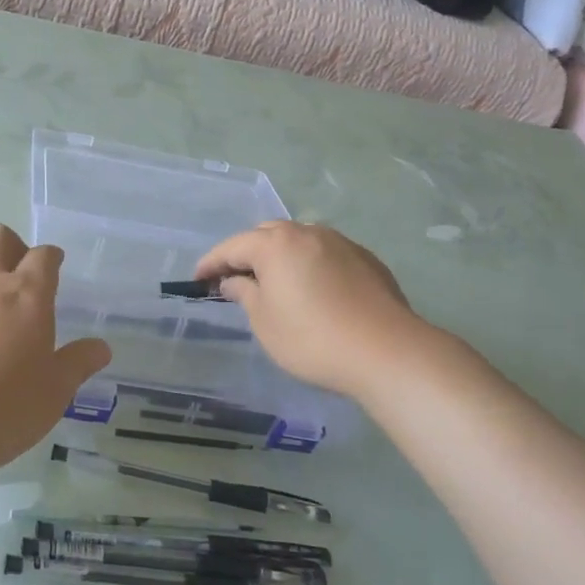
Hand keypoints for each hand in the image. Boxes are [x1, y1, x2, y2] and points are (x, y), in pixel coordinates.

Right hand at [195, 221, 443, 400]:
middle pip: (266, 235)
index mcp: (275, 244)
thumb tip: (234, 281)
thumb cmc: (312, 338)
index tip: (198, 280)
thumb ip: (245, 294)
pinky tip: (312, 289)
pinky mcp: (366, 259)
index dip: (211, 263)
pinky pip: (325, 253)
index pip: (232, 247)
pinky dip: (309, 264)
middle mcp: (307, 233)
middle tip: (235, 279)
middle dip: (246, 253)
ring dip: (280, 256)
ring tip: (274, 282)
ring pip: (298, 241)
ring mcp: (340, 243)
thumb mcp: (265, 322)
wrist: (387, 351)